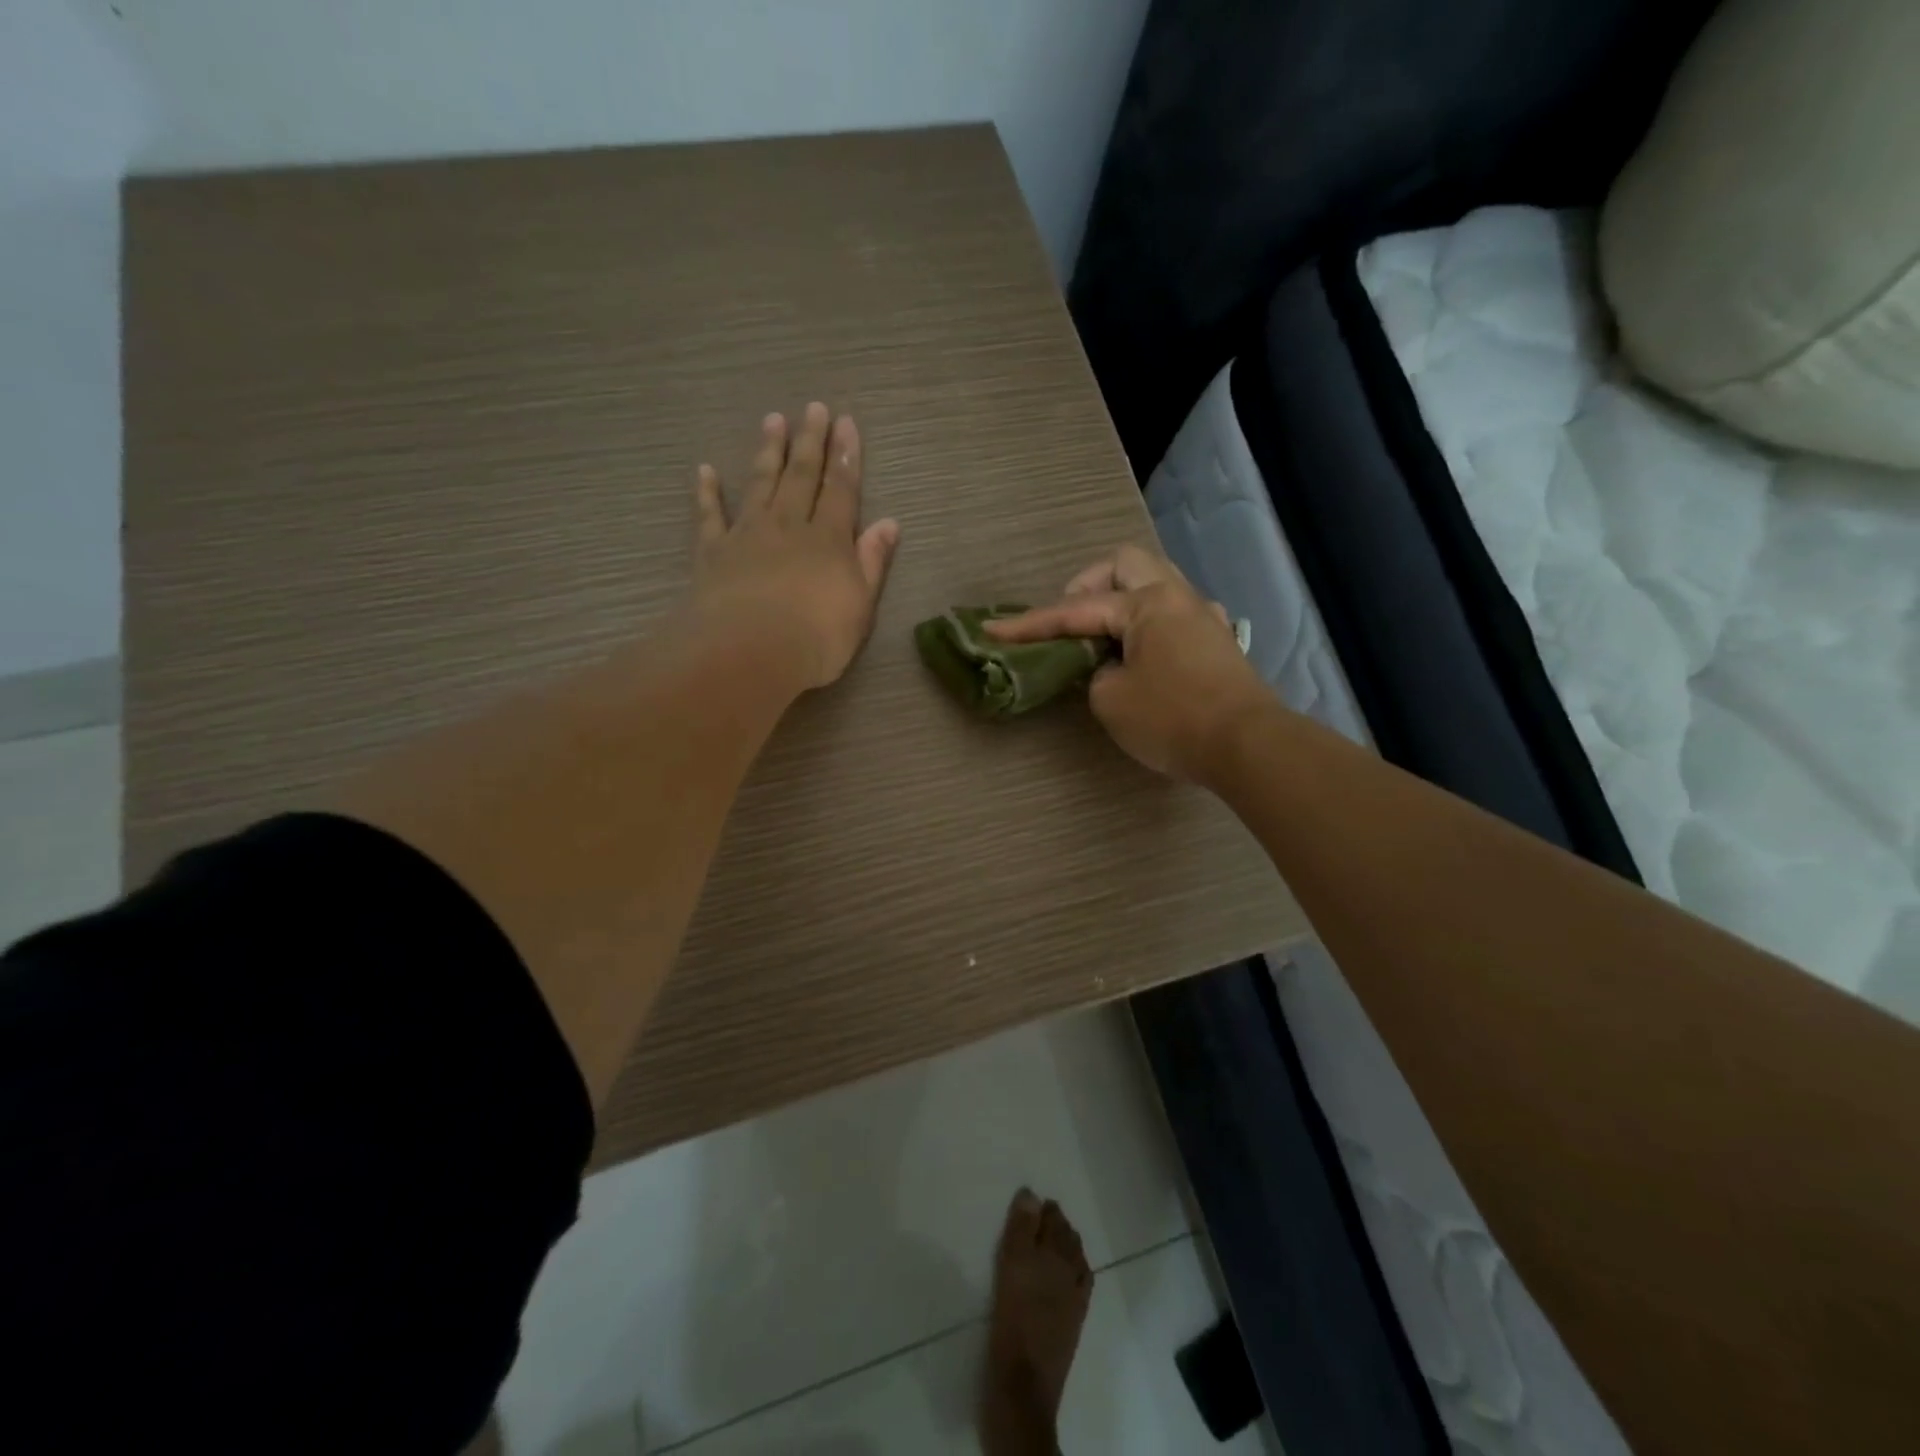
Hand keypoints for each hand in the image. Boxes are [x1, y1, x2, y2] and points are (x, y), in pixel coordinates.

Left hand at [693, 403, 900, 691]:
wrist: (750, 652)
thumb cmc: (817, 637)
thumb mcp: (860, 605)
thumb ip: (872, 562)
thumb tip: (889, 524)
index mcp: (828, 540)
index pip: (841, 490)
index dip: (846, 457)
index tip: (846, 423)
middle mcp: (789, 526)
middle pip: (802, 477)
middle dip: (810, 442)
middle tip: (813, 409)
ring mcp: (748, 535)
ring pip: (761, 484)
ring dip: (769, 452)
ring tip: (773, 421)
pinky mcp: (714, 552)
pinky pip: (710, 515)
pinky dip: (708, 492)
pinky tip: (705, 471)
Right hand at [987, 545, 1276, 782]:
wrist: (1248, 747)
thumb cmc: (1173, 719)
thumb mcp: (1111, 701)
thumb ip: (1094, 674)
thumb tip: (1108, 668)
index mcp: (1147, 603)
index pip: (1076, 609)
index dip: (1031, 623)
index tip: (994, 630)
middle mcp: (1178, 597)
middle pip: (1125, 564)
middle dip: (1087, 585)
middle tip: (1068, 620)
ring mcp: (1203, 617)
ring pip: (1155, 584)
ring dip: (1121, 600)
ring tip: (1101, 637)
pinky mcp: (1217, 643)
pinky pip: (1173, 613)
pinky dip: (1146, 623)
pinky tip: (1141, 652)